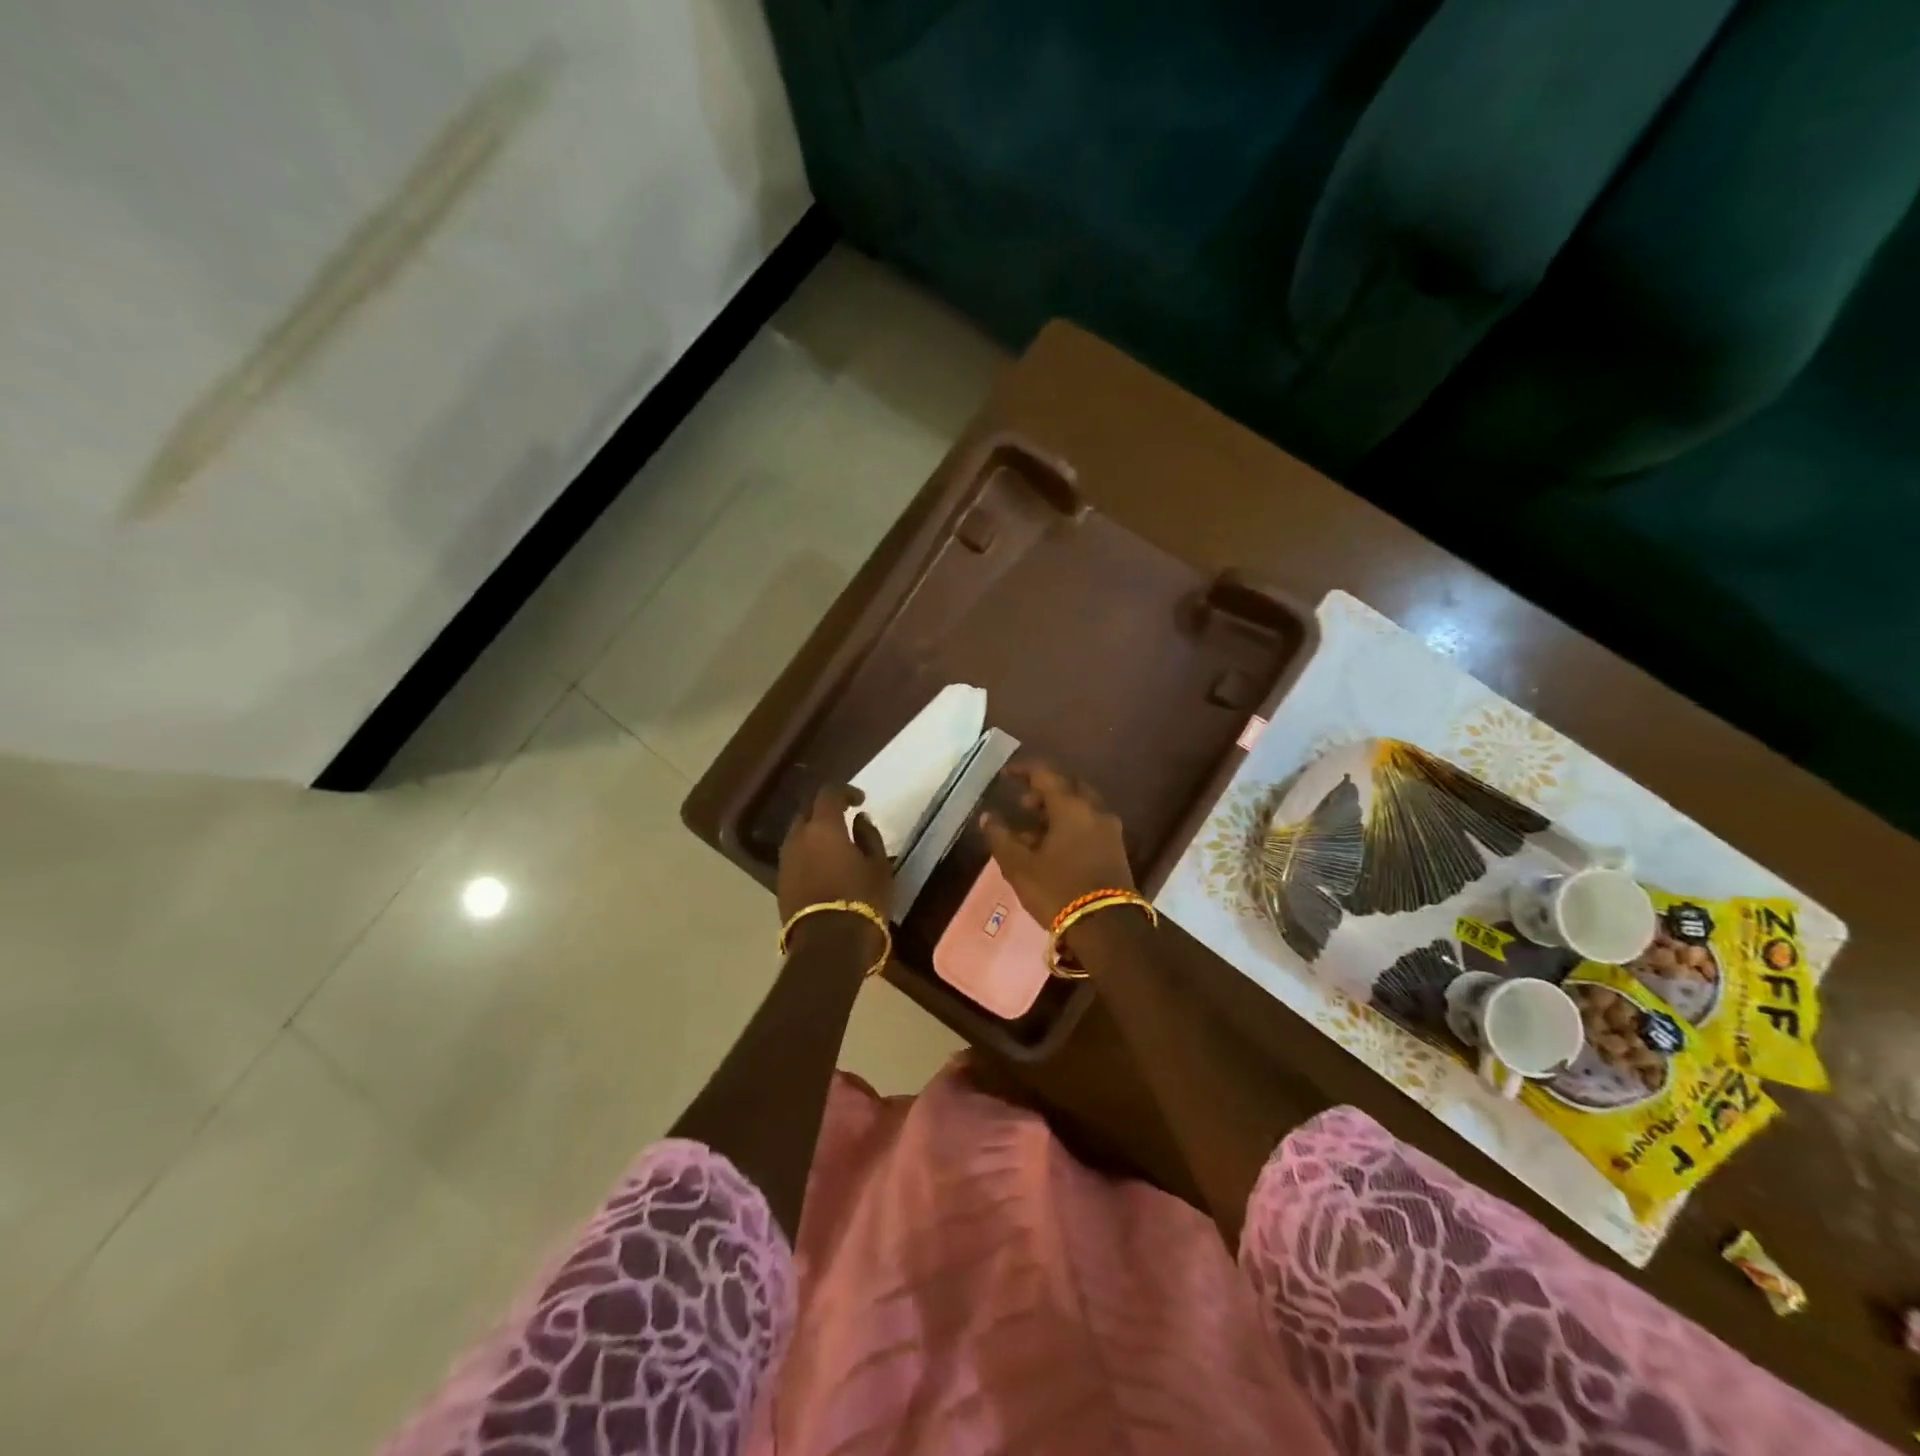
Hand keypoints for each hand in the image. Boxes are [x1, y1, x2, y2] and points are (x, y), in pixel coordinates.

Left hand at [777, 783, 890, 934]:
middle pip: (807, 812)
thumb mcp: (878, 866)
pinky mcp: (780, 883)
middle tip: (845, 818)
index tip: (860, 800)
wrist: (828, 945)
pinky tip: (824, 865)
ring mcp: (785, 861)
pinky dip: (808, 853)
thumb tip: (859, 820)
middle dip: (825, 810)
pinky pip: (795, 856)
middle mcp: (798, 838)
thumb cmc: (861, 900)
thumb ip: (868, 836)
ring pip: (798, 835)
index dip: (845, 791)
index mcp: (823, 827)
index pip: (828, 793)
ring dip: (814, 833)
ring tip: (835, 844)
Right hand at [977, 761, 1133, 928]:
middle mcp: (1095, 810)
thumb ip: (1001, 837)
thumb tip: (988, 817)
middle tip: (1023, 804)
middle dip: (1044, 791)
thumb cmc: (1058, 890)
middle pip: (1068, 787)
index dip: (1024, 771)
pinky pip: (1090, 825)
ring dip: (1057, 811)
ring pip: (1081, 807)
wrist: (1108, 928)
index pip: (1046, 774)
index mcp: (1071, 806)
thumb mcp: (1019, 866)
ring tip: (1032, 831)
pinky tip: (1053, 848)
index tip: (1006, 775)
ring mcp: (1110, 830)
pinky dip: (1070, 826)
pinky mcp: (1116, 849)